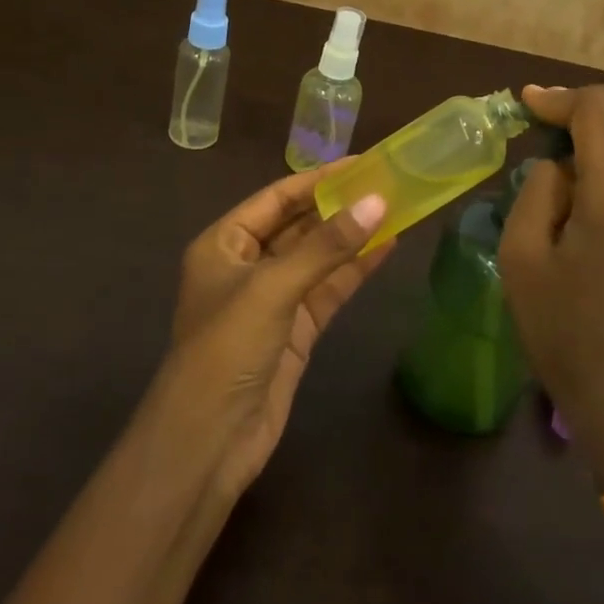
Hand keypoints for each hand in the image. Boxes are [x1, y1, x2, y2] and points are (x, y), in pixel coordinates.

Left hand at [158, 169, 391, 498]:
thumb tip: (377, 202)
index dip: (317, 179)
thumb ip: (326, 245)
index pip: (276, 199)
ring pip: (318, 259)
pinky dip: (354, 271)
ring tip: (395, 210)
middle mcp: (246, 266)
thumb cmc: (227, 348)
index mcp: (223, 244)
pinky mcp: (295, 331)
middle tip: (386, 183)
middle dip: (338, 207)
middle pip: (298, 226)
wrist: (209, 440)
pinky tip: (386, 249)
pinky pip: (328, 291)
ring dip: (352, 238)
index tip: (361, 163)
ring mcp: (272, 300)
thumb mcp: (273, 287)